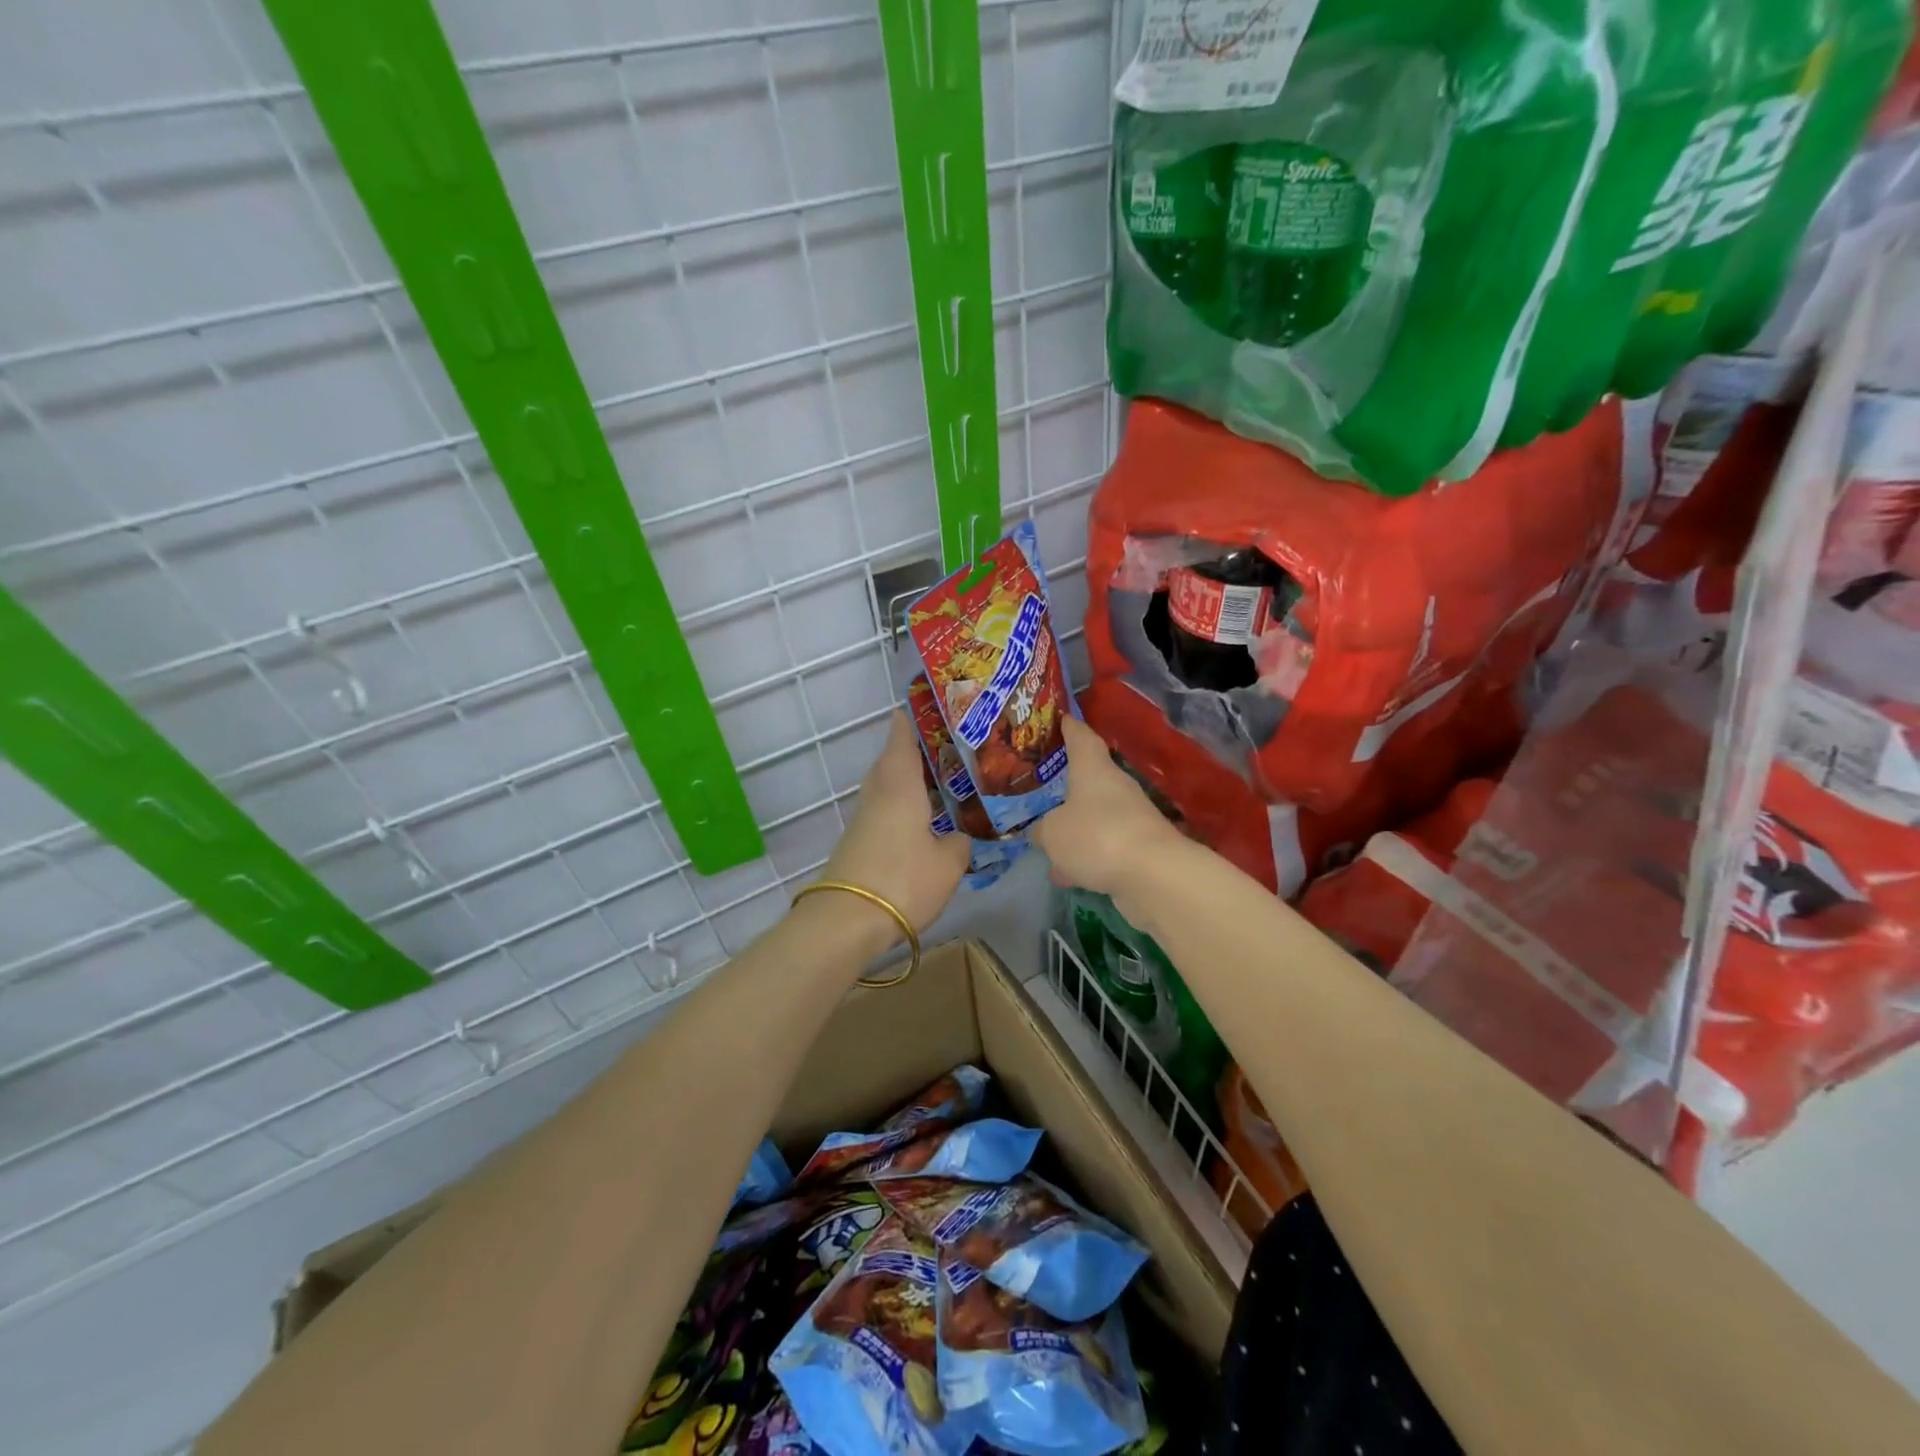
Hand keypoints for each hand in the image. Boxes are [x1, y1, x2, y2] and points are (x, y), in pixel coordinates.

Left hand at [819, 711, 969, 937]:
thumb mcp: (948, 863)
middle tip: (945, 748)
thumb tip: (959, 836)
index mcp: (900, 785)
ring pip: (886, 786)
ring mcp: (864, 819)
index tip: (927, 706)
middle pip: (891, 760)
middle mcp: (878, 793)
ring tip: (939, 781)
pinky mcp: (859, 842)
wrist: (847, 920)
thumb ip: (959, 843)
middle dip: (913, 750)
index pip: (902, 737)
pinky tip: (922, 818)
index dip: (912, 719)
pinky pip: (884, 810)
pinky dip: (902, 805)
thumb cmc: (903, 880)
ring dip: (907, 779)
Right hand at [1031, 716, 1187, 908]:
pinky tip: (1067, 875)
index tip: (1061, 718)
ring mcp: (1131, 818)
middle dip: (1067, 786)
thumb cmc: (1097, 836)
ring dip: (1074, 829)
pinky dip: (1086, 857)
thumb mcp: (1053, 833)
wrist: (1154, 875)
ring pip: (1095, 817)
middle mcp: (1115, 787)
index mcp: (1093, 769)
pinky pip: (1104, 847)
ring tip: (1047, 844)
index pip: (1082, 738)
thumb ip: (1042, 830)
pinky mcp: (1140, 849)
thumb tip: (1041, 831)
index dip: (1070, 727)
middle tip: (1041, 789)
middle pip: (1089, 779)